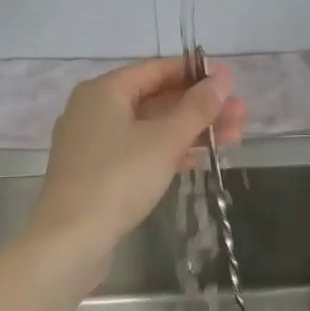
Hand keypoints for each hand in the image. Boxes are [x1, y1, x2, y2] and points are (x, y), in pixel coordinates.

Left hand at [25, 57, 246, 271]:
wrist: (70, 241)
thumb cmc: (118, 180)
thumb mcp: (164, 141)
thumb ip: (197, 108)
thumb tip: (222, 80)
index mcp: (104, 91)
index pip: (157, 69)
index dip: (197, 73)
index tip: (231, 81)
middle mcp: (93, 109)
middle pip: (156, 98)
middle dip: (200, 106)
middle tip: (240, 114)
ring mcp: (92, 142)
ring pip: (149, 126)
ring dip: (189, 130)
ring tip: (232, 138)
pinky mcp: (95, 171)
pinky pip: (137, 149)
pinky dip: (167, 151)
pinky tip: (195, 161)